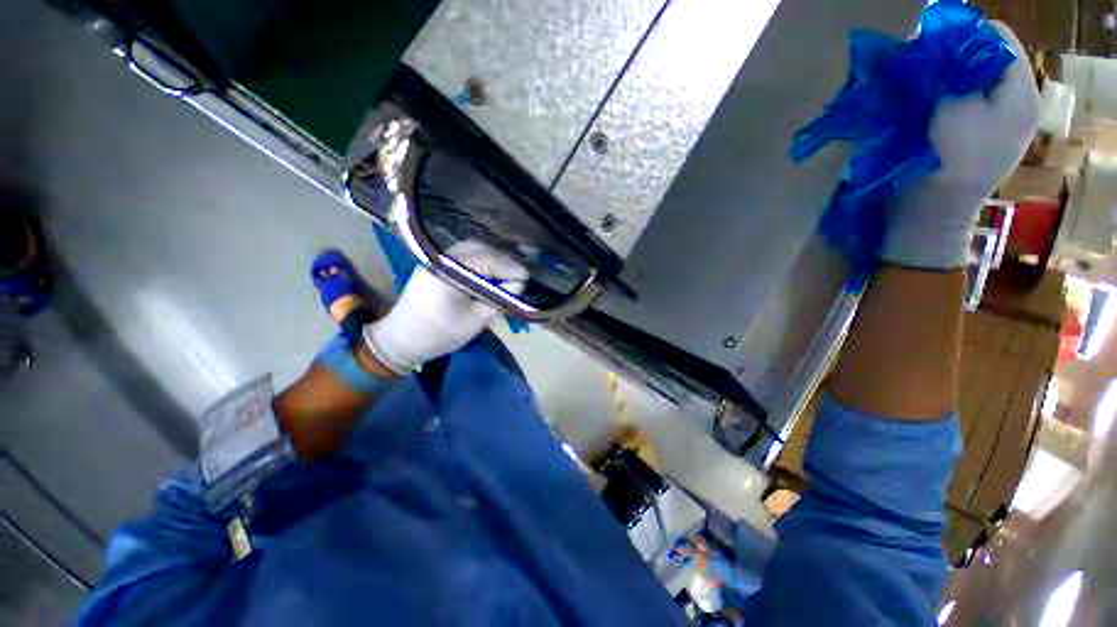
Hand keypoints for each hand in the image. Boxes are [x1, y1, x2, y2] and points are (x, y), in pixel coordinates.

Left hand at [363, 241, 527, 373]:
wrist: (401, 338)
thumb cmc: (439, 335)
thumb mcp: (475, 321)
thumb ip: (498, 300)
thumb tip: (517, 284)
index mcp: (449, 271)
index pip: (490, 260)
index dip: (512, 269)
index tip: (527, 281)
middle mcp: (443, 256)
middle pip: (484, 249)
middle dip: (506, 262)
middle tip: (519, 279)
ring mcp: (439, 257)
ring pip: (476, 248)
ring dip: (496, 259)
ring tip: (508, 275)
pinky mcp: (439, 262)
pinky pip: (467, 254)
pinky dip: (484, 260)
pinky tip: (492, 272)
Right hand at [880, 22, 1040, 268]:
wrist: (928, 220)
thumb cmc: (941, 166)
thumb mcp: (949, 111)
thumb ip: (949, 72)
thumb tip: (935, 44)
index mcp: (1020, 95)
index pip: (997, 38)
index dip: (961, 35)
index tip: (926, 49)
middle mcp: (1017, 104)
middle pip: (985, 60)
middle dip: (951, 60)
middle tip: (919, 74)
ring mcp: (999, 125)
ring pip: (972, 82)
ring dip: (944, 82)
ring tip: (919, 94)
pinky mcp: (979, 140)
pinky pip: (964, 105)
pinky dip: (943, 101)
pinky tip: (925, 112)